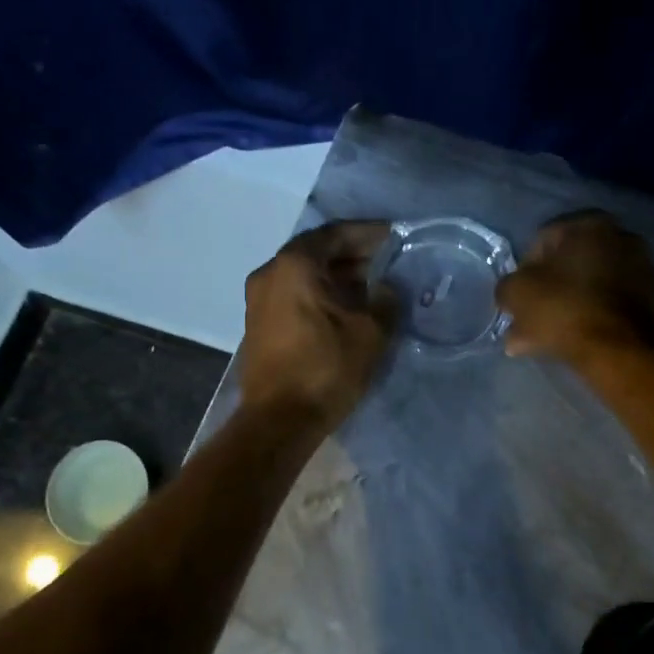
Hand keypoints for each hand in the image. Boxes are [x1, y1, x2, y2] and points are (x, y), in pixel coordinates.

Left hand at [239, 221, 396, 428]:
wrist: (279, 420)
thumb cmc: (326, 367)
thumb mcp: (370, 332)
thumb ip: (385, 300)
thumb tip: (386, 288)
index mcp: (294, 265)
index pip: (335, 234)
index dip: (367, 233)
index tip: (394, 236)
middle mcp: (270, 273)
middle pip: (316, 252)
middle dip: (352, 254)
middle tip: (387, 260)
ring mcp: (259, 299)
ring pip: (304, 274)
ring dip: (337, 275)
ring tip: (372, 284)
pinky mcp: (259, 323)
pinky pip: (294, 294)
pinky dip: (320, 293)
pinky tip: (347, 307)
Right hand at [496, 211, 653, 364]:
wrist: (619, 350)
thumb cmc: (564, 308)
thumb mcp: (516, 293)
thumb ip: (506, 286)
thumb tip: (510, 294)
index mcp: (589, 223)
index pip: (541, 240)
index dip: (522, 270)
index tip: (516, 297)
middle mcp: (620, 237)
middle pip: (566, 266)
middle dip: (544, 292)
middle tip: (526, 318)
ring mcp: (640, 268)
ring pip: (585, 288)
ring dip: (562, 309)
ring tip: (538, 339)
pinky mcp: (650, 300)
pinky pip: (605, 304)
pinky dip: (585, 318)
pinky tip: (564, 342)